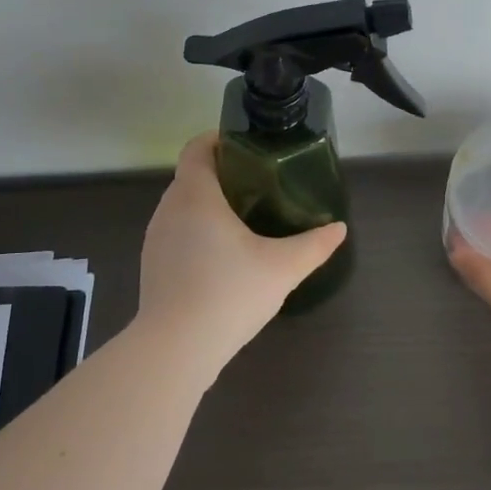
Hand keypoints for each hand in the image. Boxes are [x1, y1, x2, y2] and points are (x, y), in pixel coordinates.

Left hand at [137, 132, 348, 371]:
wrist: (175, 349)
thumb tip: (338, 228)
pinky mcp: (152, 265)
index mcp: (196, 195)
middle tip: (259, 185)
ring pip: (182, 206)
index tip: (248, 148)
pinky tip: (222, 257)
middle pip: (192, 176)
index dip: (219, 140)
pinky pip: (176, 233)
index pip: (197, 148)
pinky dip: (197, 231)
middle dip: (222, 174)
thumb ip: (314, 245)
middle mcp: (169, 208)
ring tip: (244, 219)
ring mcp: (156, 238)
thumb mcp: (282, 267)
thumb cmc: (229, 293)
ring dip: (208, 205)